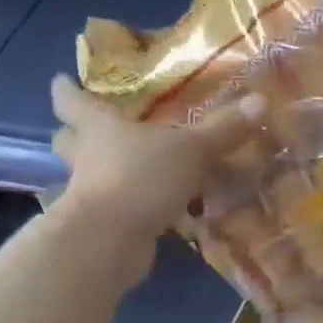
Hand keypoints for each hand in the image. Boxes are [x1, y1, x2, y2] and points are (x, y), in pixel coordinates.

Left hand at [49, 75, 263, 263]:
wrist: (109, 241)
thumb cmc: (141, 178)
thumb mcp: (190, 149)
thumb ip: (223, 129)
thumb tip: (260, 101)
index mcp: (100, 127)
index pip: (73, 101)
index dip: (68, 90)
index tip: (61, 81)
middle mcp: (87, 158)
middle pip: (68, 141)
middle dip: (74, 135)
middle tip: (89, 128)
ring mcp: (89, 195)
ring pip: (87, 177)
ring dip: (101, 173)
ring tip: (126, 169)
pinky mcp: (102, 227)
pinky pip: (114, 209)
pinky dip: (128, 207)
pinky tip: (151, 208)